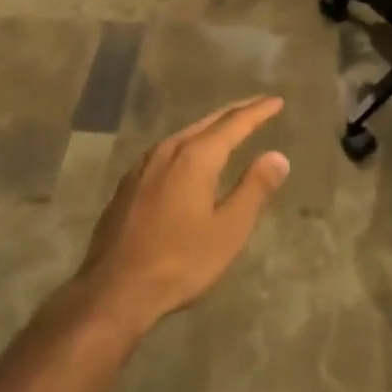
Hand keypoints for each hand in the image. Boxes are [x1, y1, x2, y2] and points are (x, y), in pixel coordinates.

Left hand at [74, 97, 289, 339]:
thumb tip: (277, 156)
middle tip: (258, 105)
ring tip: (228, 127)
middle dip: (235, 112)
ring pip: (185, 134)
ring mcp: (143, 165)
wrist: (114, 290)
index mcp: (195, 157)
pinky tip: (188, 156)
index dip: (258, 111)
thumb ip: (254, 189)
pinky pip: (167, 150)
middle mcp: (168, 150)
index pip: (234, 124)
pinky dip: (189, 144)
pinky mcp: (129, 183)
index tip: (277, 101)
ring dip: (210, 127)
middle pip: (208, 122)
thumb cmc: (180, 262)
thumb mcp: (228, 230)